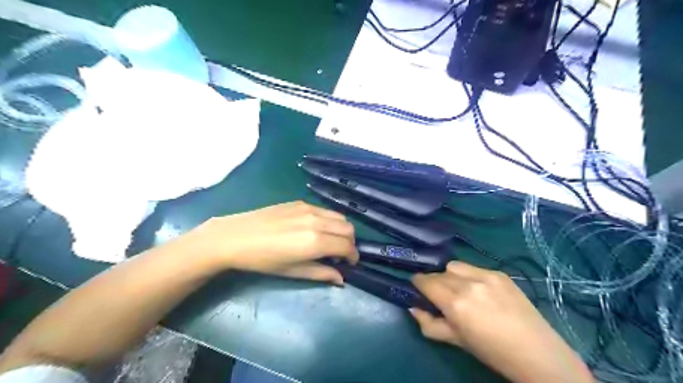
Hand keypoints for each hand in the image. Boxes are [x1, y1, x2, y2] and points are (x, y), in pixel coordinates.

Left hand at [184, 200, 359, 283]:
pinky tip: (316, 228)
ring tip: (330, 240)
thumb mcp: (292, 271)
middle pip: (348, 228)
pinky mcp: (301, 202)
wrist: (236, 237)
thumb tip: (340, 279)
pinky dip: (329, 220)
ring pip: (339, 216)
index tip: (350, 264)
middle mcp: (317, 221)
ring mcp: (309, 208)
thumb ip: (321, 273)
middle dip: (350, 242)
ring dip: (341, 229)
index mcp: (316, 241)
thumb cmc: (263, 260)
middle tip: (340, 253)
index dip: (353, 256)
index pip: (347, 246)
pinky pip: (325, 210)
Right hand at [410, 262, 592, 382]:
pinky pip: (474, 267)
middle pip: (438, 273)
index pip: (425, 281)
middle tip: (439, 294)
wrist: (536, 352)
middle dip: (433, 281)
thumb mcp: (455, 341)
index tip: (417, 287)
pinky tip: (479, 289)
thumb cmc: (491, 351)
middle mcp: (467, 284)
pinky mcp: (500, 273)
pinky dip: (468, 275)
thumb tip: (412, 308)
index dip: (417, 283)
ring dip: (449, 275)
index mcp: (455, 303)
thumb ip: (429, 324)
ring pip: (454, 265)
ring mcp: (486, 275)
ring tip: (459, 288)